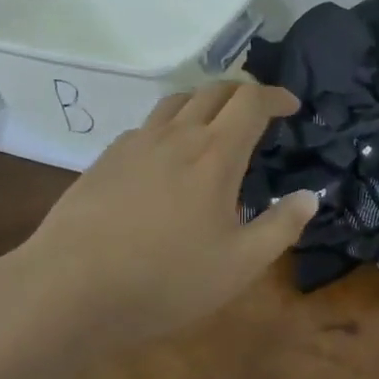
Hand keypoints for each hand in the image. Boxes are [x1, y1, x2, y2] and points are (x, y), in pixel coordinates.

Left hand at [0, 82, 316, 358]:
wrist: (68, 288)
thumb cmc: (165, 278)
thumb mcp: (239, 265)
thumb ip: (280, 227)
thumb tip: (309, 196)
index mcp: (215, 154)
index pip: (251, 101)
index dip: (276, 96)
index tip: (291, 106)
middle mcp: (176, 136)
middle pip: (214, 90)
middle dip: (243, 92)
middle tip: (258, 111)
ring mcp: (135, 144)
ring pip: (176, 101)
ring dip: (204, 101)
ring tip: (215, 123)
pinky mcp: (105, 159)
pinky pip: (146, 126)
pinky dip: (169, 125)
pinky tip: (166, 156)